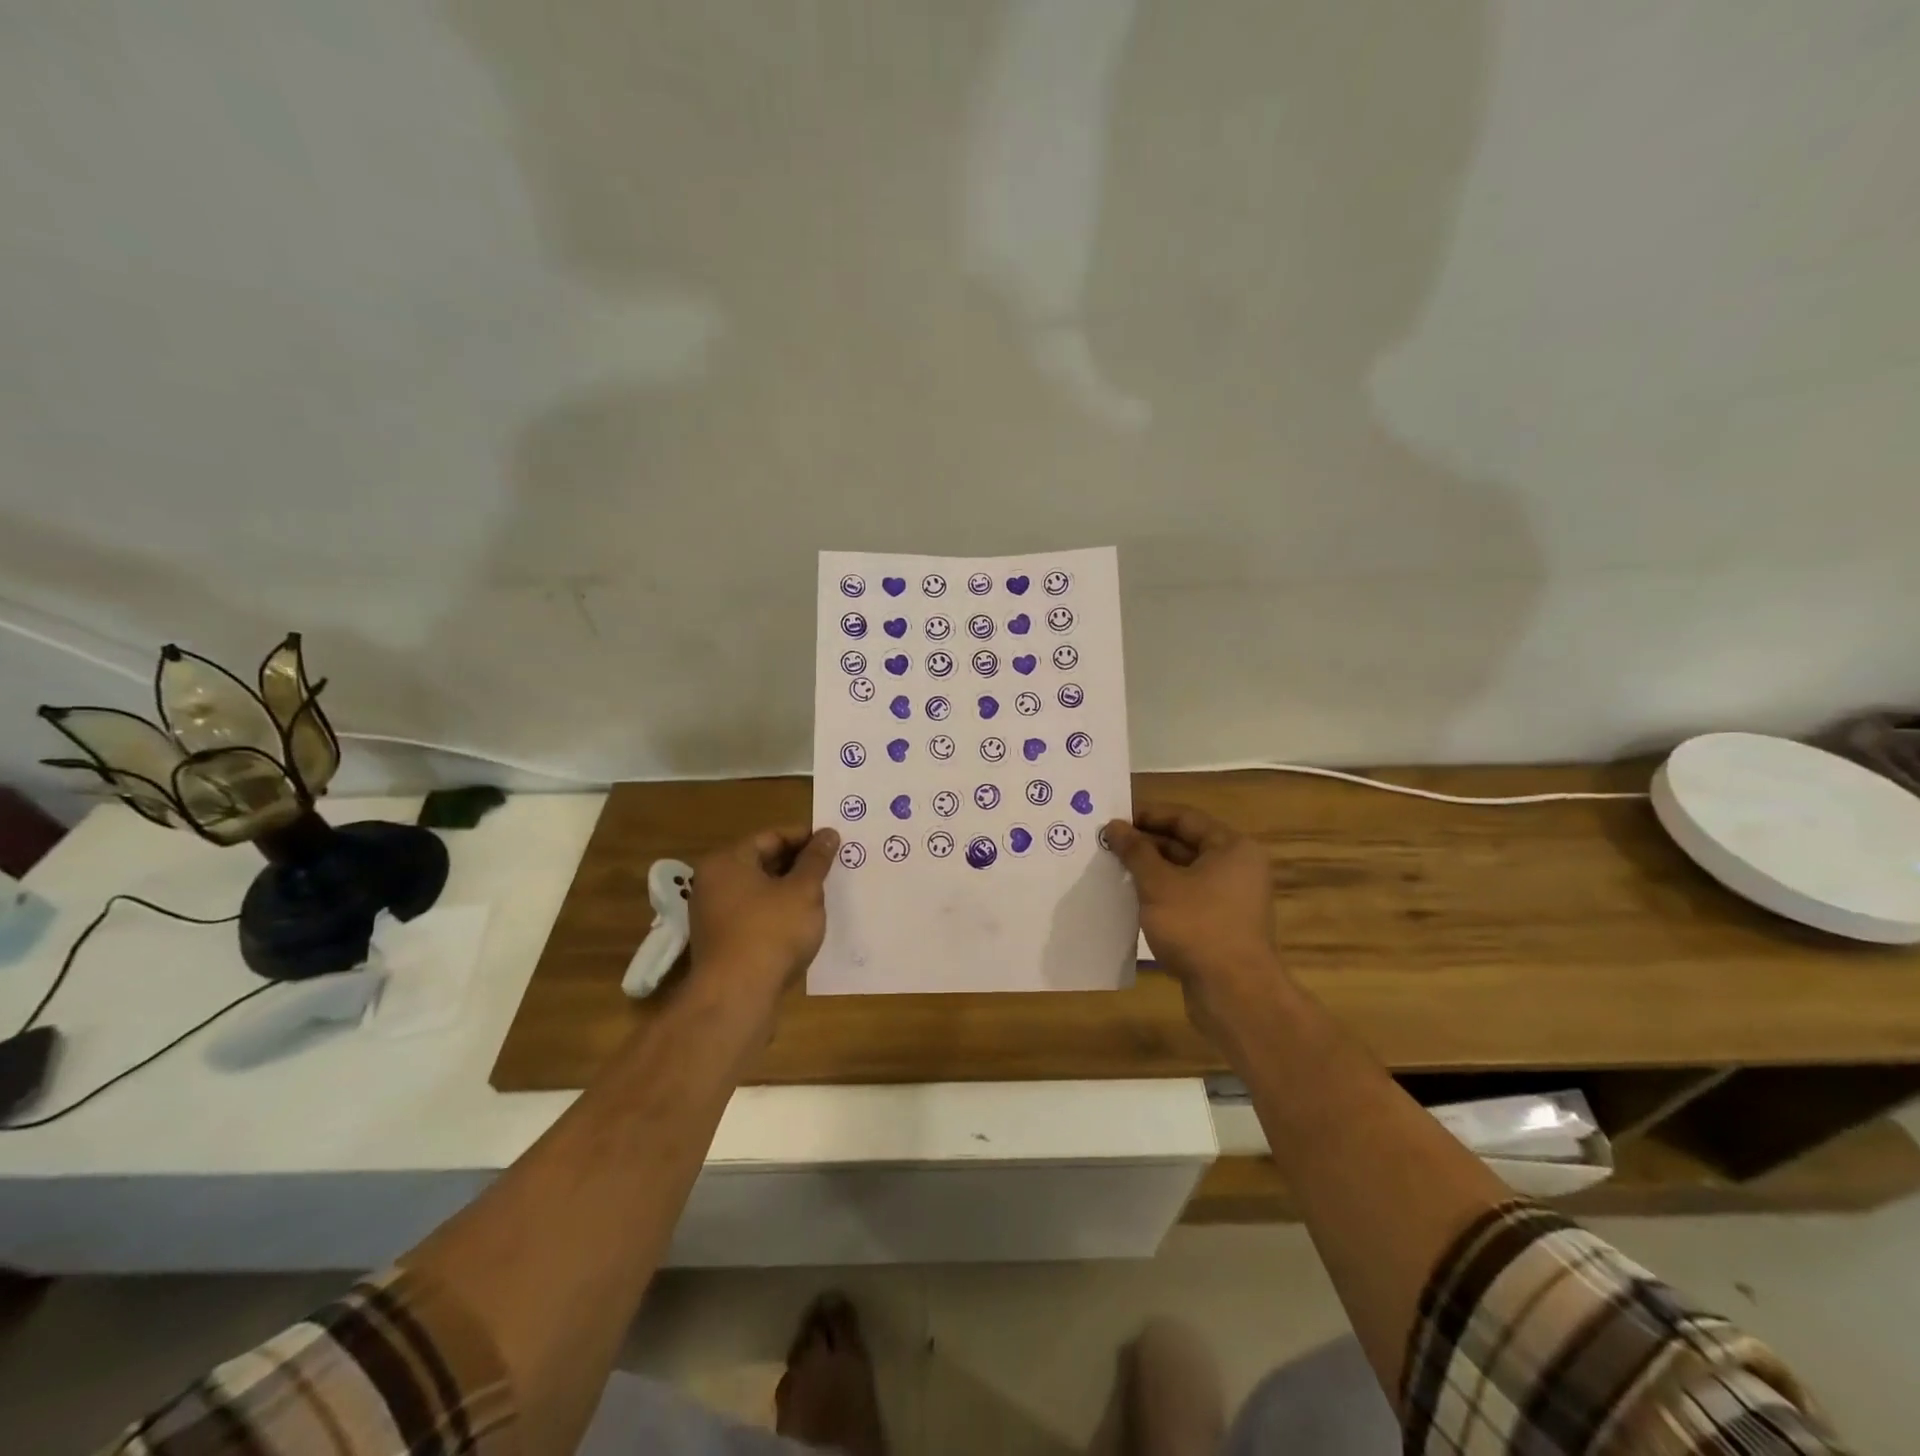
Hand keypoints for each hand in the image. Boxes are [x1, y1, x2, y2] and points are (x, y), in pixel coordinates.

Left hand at [688, 824, 839, 1008]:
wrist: (738, 997)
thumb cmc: (772, 932)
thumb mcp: (803, 890)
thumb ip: (816, 859)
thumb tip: (828, 834)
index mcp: (727, 862)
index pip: (771, 837)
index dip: (805, 837)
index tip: (834, 842)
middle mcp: (713, 883)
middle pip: (762, 862)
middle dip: (798, 864)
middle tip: (832, 867)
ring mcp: (714, 915)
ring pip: (760, 891)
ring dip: (790, 890)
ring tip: (823, 894)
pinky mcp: (722, 943)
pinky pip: (755, 915)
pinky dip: (778, 913)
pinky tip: (804, 922)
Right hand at [1104, 805, 1280, 1038]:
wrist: (1234, 994)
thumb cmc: (1197, 926)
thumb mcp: (1158, 884)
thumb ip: (1135, 852)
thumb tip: (1114, 825)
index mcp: (1232, 848)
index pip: (1184, 818)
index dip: (1147, 816)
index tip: (1114, 819)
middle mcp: (1238, 868)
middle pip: (1185, 845)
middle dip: (1146, 845)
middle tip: (1107, 845)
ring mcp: (1232, 900)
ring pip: (1184, 874)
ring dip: (1151, 872)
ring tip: (1113, 870)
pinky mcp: (1222, 927)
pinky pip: (1187, 899)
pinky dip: (1162, 896)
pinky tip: (1132, 901)